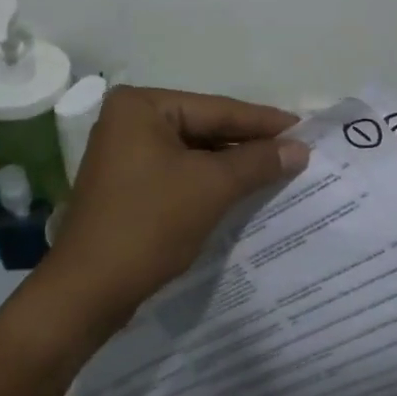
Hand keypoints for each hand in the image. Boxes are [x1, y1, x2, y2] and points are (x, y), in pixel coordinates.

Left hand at [42, 86, 308, 327]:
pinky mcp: (128, 185)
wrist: (89, 289)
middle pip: (204, 128)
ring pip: (193, 153)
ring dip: (233, 165)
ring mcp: (125, 154)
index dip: (264, 122)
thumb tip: (300, 149)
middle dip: (249, 144)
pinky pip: (180, 174)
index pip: (217, 109)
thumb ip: (258, 162)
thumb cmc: (149, 225)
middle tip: (297, 152)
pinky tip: (243, 190)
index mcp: (141, 106)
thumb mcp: (211, 187)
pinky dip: (210, 182)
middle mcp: (129, 121)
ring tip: (279, 171)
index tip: (306, 129)